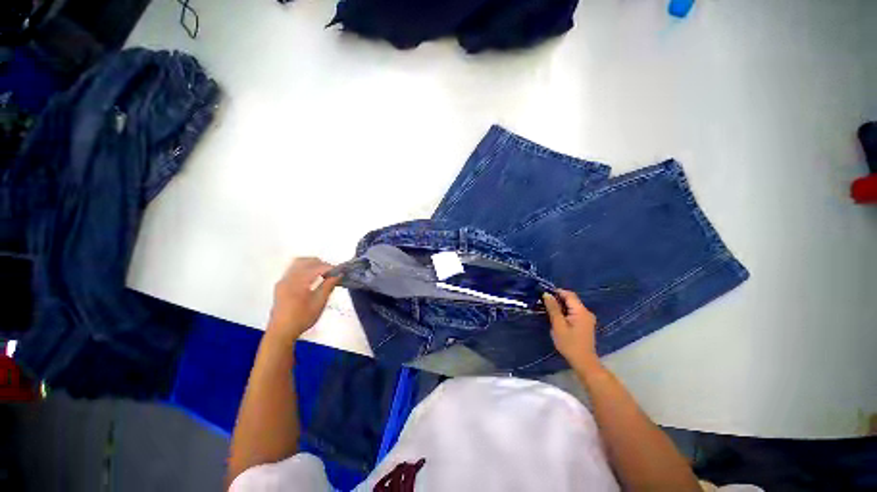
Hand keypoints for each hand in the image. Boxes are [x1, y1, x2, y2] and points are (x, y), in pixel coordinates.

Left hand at [267, 257, 340, 343]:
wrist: (281, 331)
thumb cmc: (302, 318)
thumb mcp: (319, 302)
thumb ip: (329, 286)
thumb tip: (338, 274)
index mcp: (298, 282)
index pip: (316, 267)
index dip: (329, 267)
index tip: (340, 271)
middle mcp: (288, 278)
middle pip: (305, 261)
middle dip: (320, 263)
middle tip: (332, 272)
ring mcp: (283, 281)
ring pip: (297, 264)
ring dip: (311, 265)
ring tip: (323, 274)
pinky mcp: (281, 285)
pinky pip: (293, 270)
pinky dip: (304, 269)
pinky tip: (312, 279)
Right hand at [544, 289, 601, 372]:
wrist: (583, 362)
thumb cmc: (569, 343)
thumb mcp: (558, 325)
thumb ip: (553, 308)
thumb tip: (547, 294)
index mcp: (581, 311)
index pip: (569, 294)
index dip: (557, 292)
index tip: (544, 294)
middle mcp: (586, 312)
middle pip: (571, 299)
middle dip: (558, 299)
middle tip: (544, 302)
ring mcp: (587, 318)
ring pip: (572, 306)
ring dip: (561, 306)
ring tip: (548, 309)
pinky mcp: (585, 324)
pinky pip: (574, 312)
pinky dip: (565, 312)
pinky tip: (557, 317)